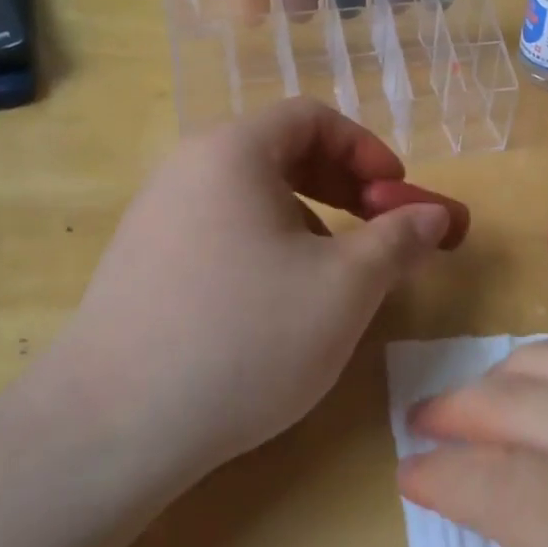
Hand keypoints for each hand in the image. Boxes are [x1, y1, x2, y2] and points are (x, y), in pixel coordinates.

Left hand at [31, 100, 452, 484]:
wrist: (112, 428)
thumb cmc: (246, 338)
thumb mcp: (345, 287)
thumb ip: (399, 239)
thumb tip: (435, 215)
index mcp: (233, 151)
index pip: (313, 118)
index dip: (367, 149)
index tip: (399, 193)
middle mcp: (188, 168)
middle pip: (280, 152)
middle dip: (343, 184)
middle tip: (377, 228)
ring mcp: (156, 216)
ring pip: (252, 196)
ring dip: (308, 219)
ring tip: (332, 275)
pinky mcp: (142, 263)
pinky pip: (221, 230)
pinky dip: (266, 246)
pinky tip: (276, 305)